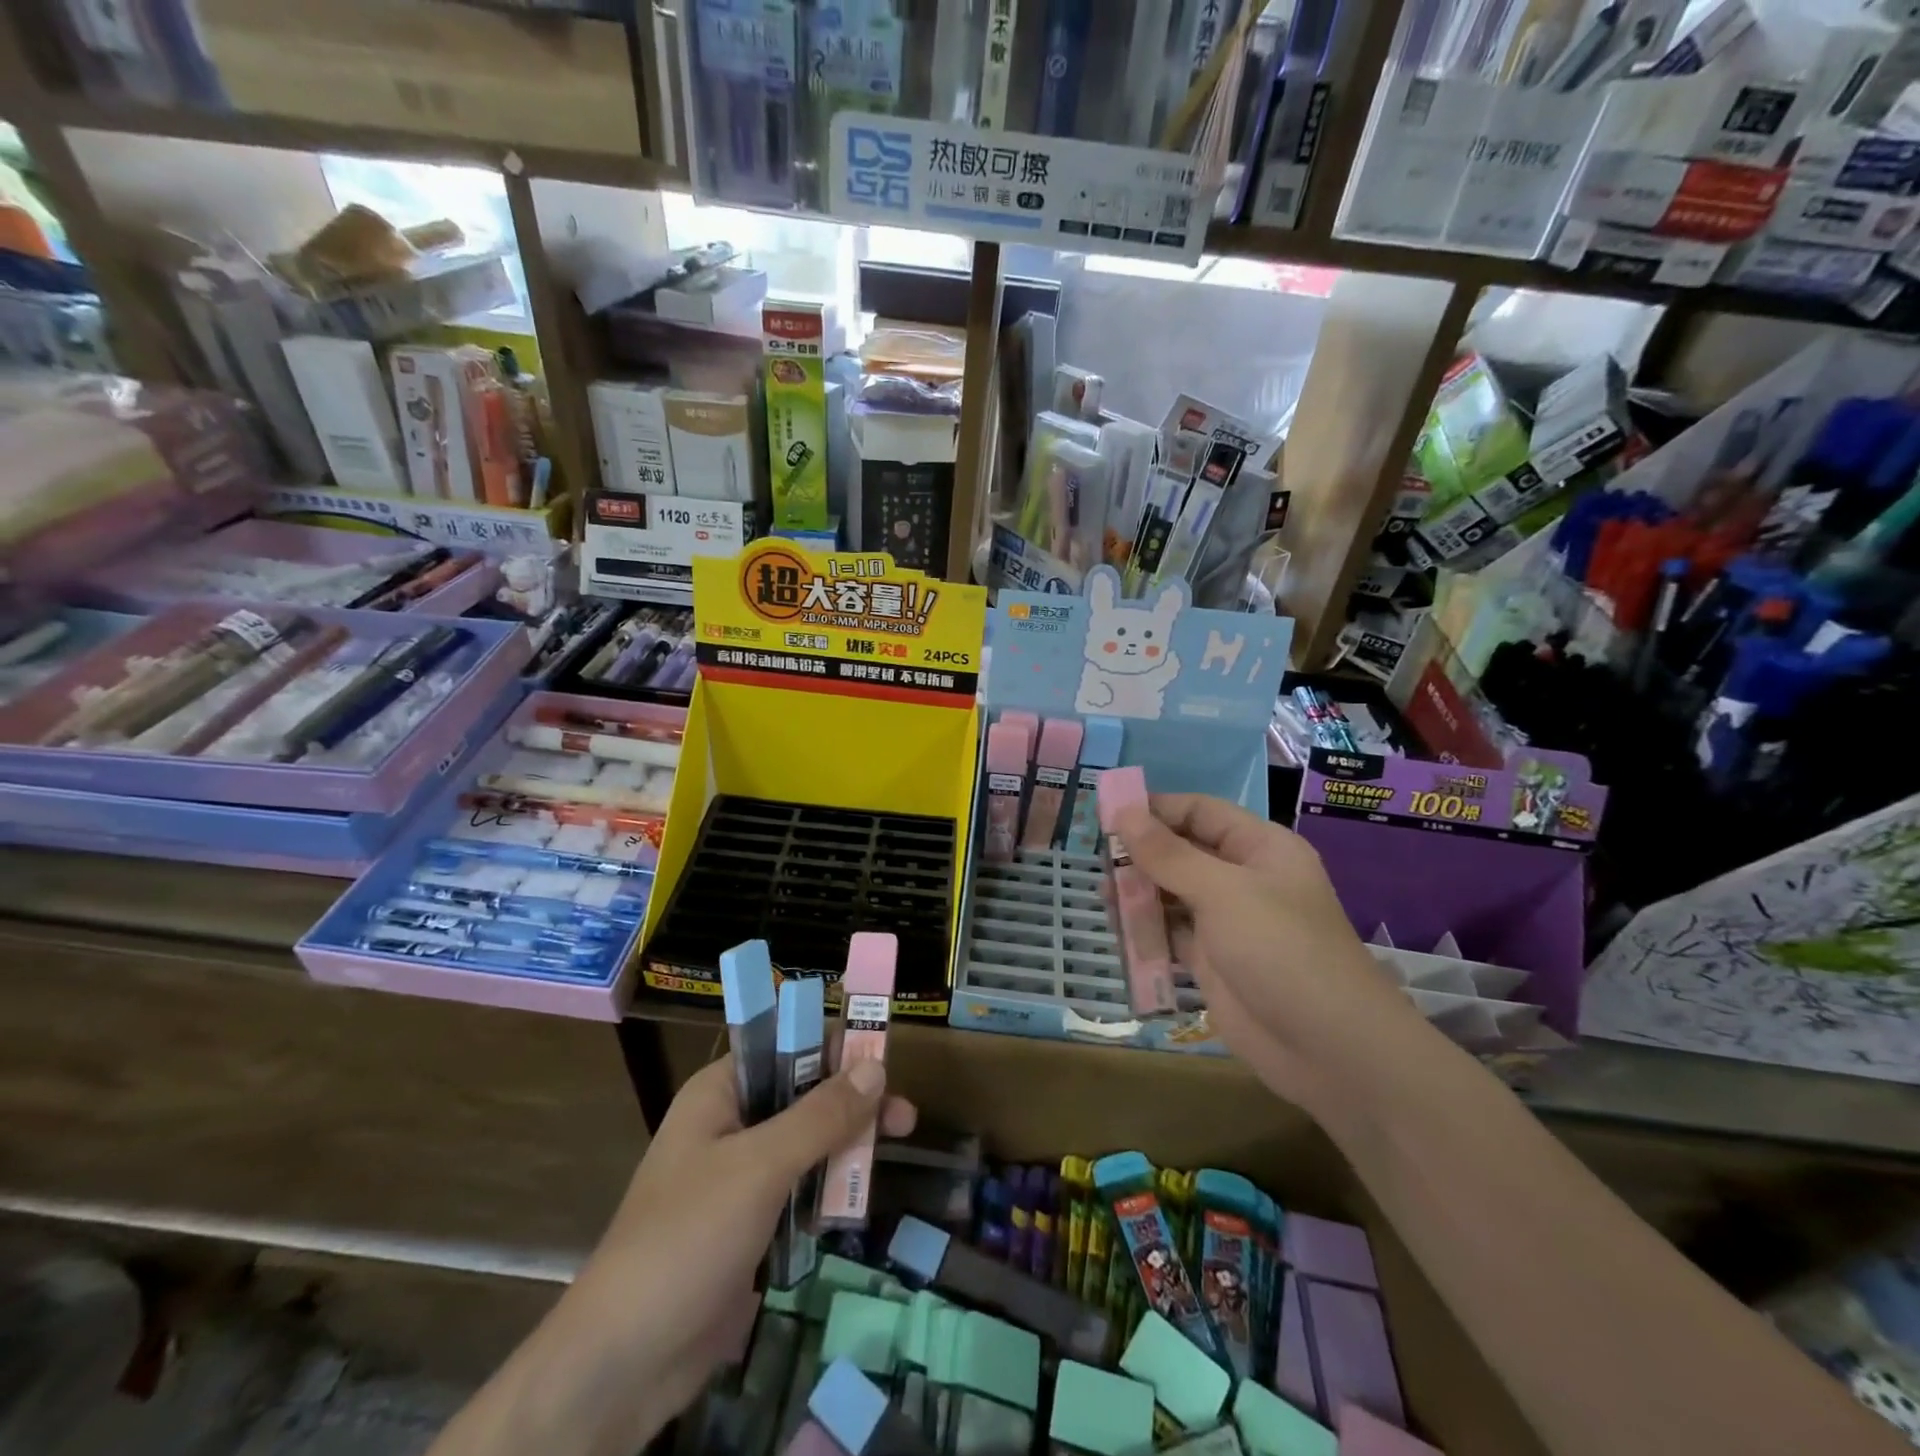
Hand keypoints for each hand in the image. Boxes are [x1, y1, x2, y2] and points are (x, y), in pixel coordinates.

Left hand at [448, 1055, 914, 1455]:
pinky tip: (856, 1204)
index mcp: (721, 1092)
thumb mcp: (760, 1167)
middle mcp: (731, 1124)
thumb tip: (876, 1067)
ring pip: (807, 1143)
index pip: (786, 1045)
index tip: (884, 1062)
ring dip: (847, 1148)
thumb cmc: (687, 1240)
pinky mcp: (750, 1224)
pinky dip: (828, 1191)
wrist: (623, 1366)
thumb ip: (820, 1116)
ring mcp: (740, 1177)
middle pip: (804, 1094)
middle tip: (905, 1118)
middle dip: (853, 1103)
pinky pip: (800, 1189)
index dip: (834, 1046)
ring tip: (891, 1158)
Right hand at [1115, 794, 1431, 1118]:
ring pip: (1172, 894)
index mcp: (1259, 849)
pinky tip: (1117, 928)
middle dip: (1141, 853)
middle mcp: (1243, 879)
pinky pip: (1170, 935)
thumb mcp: (1222, 891)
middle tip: (1095, 857)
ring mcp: (1227, 923)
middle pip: (1182, 852)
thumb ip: (1168, 854)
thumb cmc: (1281, 950)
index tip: (1106, 813)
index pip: (1200, 812)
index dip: (1155, 809)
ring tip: (1101, 895)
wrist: (1328, 1049)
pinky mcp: (1212, 962)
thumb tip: (1123, 813)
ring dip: (1139, 893)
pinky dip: (1145, 931)